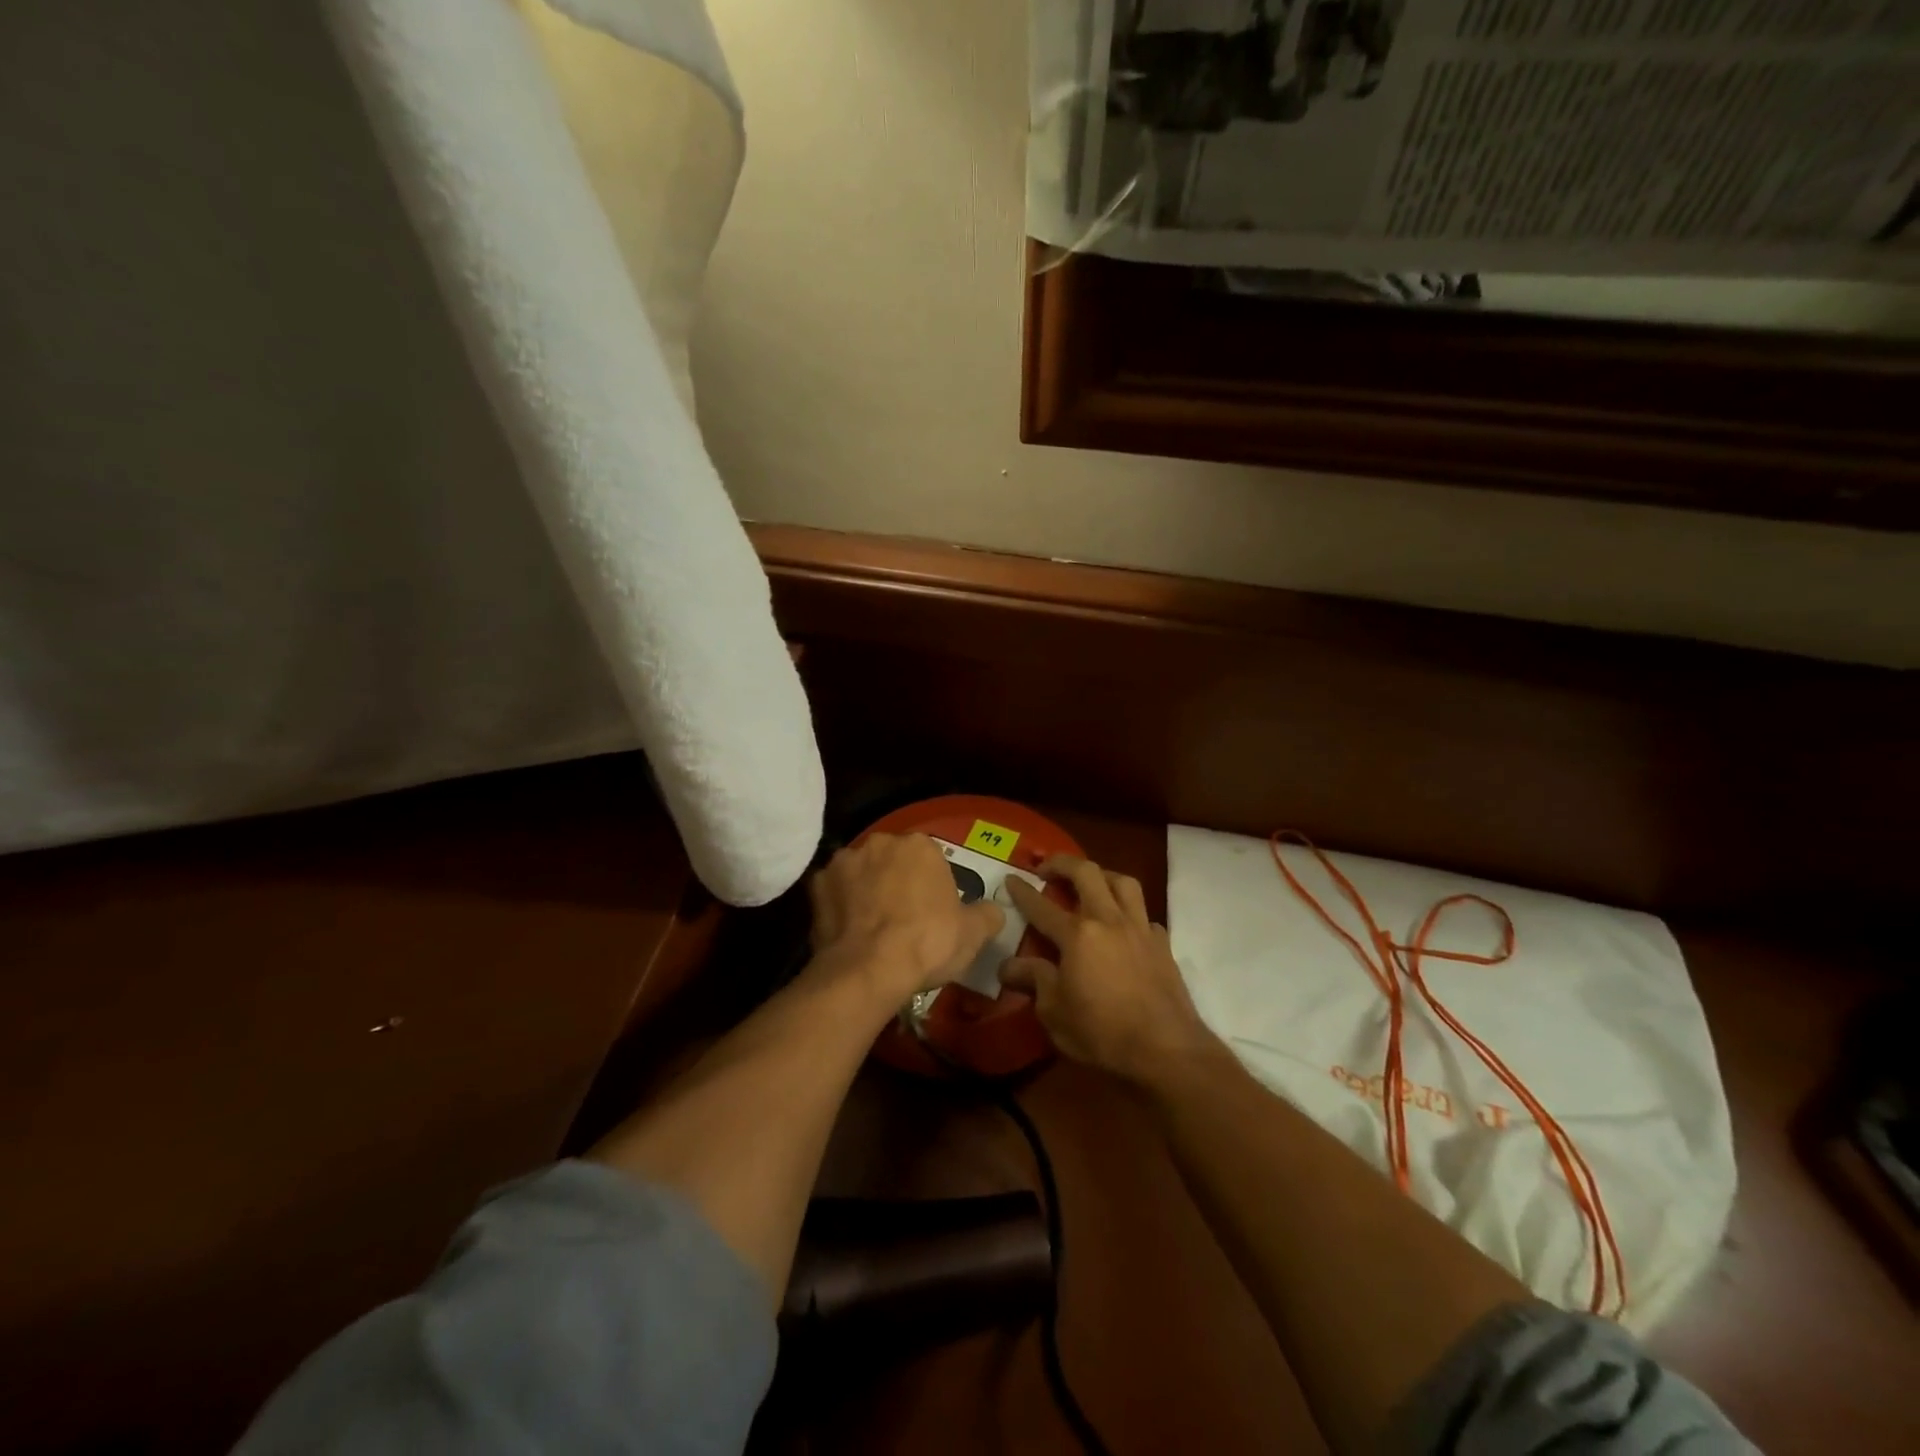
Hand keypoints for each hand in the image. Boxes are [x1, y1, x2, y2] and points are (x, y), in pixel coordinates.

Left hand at [808, 834, 1004, 1002]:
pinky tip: (847, 930)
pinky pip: (833, 892)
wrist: (869, 970)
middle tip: (903, 918)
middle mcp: (880, 842)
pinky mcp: (816, 885)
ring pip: (860, 872)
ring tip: (871, 926)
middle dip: (896, 881)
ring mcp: (844, 861)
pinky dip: (839, 905)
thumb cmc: (927, 943)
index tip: (933, 912)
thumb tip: (993, 911)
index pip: (930, 858)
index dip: (932, 886)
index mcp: (920, 845)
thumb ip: (987, 914)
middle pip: (892, 860)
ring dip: (866, 889)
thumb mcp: (973, 933)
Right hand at [1003, 856, 1220, 1085]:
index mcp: (1077, 935)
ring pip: (1123, 882)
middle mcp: (1109, 920)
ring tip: (1090, 882)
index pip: (1041, 906)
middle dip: (1063, 863)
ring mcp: (1140, 929)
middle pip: (1086, 873)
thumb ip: (1033, 981)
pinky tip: (1124, 927)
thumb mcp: (1054, 1012)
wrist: (1166, 1049)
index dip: (1022, 890)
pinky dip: (1130, 912)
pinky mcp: (1162, 944)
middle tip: (1048, 868)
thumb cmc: (1102, 1032)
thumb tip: (1006, 966)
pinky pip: (1145, 914)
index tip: (1010, 877)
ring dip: (1102, 875)